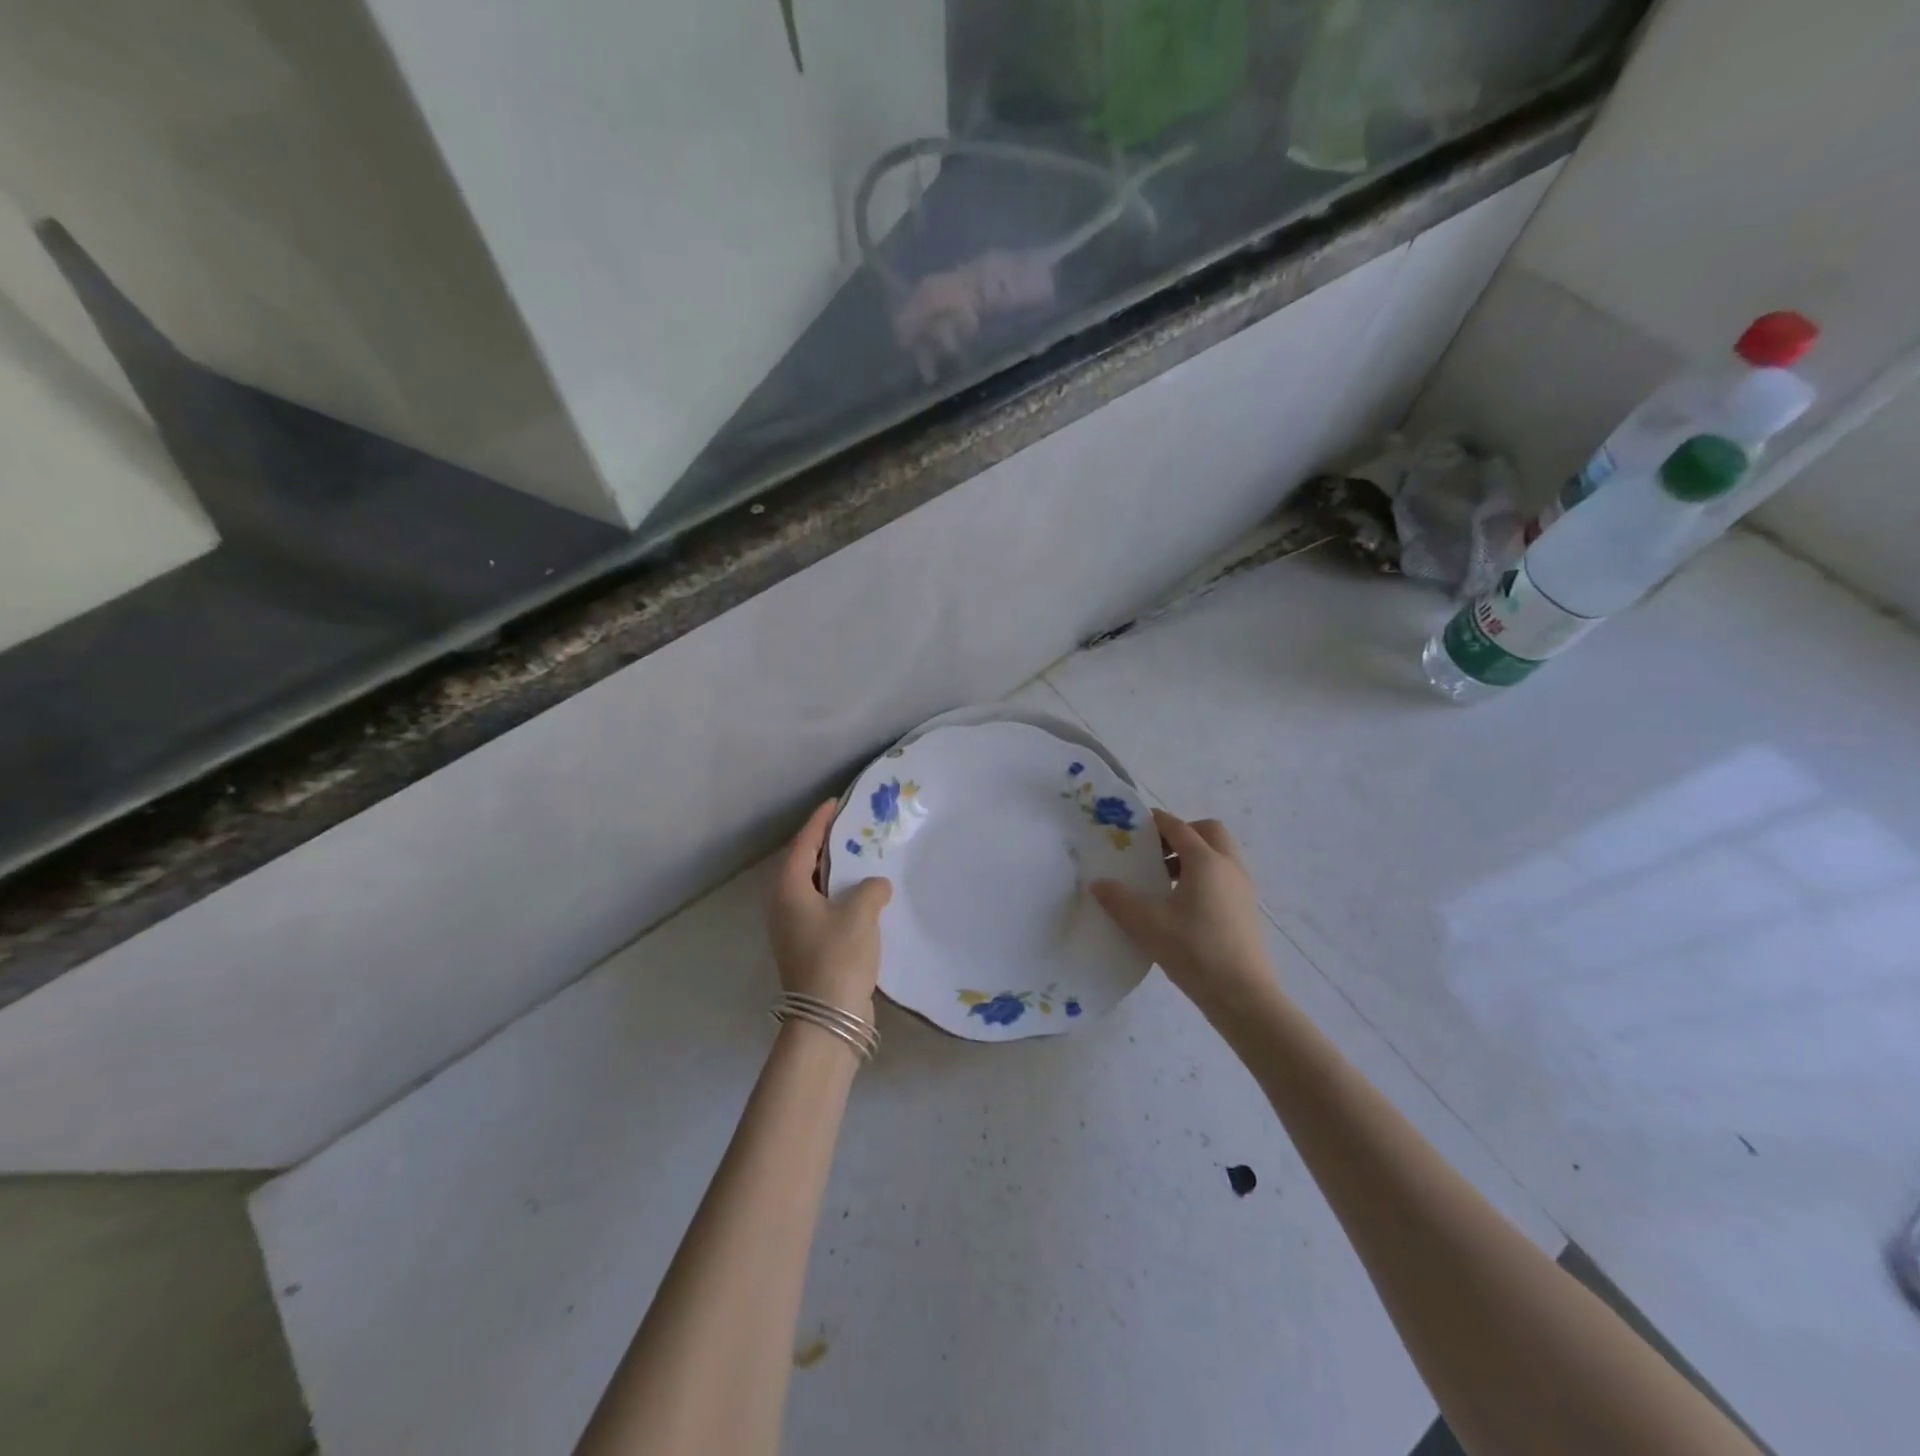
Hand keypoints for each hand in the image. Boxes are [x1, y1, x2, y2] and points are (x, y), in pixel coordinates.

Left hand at [766, 799, 892, 1013]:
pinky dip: (840, 897)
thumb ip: (870, 888)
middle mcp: (785, 907)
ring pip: (814, 890)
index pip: (803, 846)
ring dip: (835, 873)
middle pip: (805, 866)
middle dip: (826, 846)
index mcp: (789, 892)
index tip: (835, 802)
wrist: (828, 1019)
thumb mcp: (860, 913)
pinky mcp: (809, 948)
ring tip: (861, 858)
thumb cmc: (838, 957)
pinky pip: (824, 910)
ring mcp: (794, 930)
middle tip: (851, 827)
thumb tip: (876, 886)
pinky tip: (864, 897)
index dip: (818, 822)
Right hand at [1091, 810, 1276, 1015]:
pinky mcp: (1246, 909)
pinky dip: (1204, 875)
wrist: (1243, 996)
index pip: (1178, 827)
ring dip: (1193, 856)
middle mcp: (1228, 866)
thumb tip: (1097, 883)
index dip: (1155, 821)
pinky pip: (1224, 875)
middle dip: (1182, 833)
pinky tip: (1182, 904)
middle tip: (1156, 852)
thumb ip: (1119, 900)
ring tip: (1164, 880)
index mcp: (1206, 861)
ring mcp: (1242, 888)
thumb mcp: (1147, 924)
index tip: (1132, 826)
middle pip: (1208, 832)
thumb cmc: (1194, 951)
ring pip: (1219, 854)